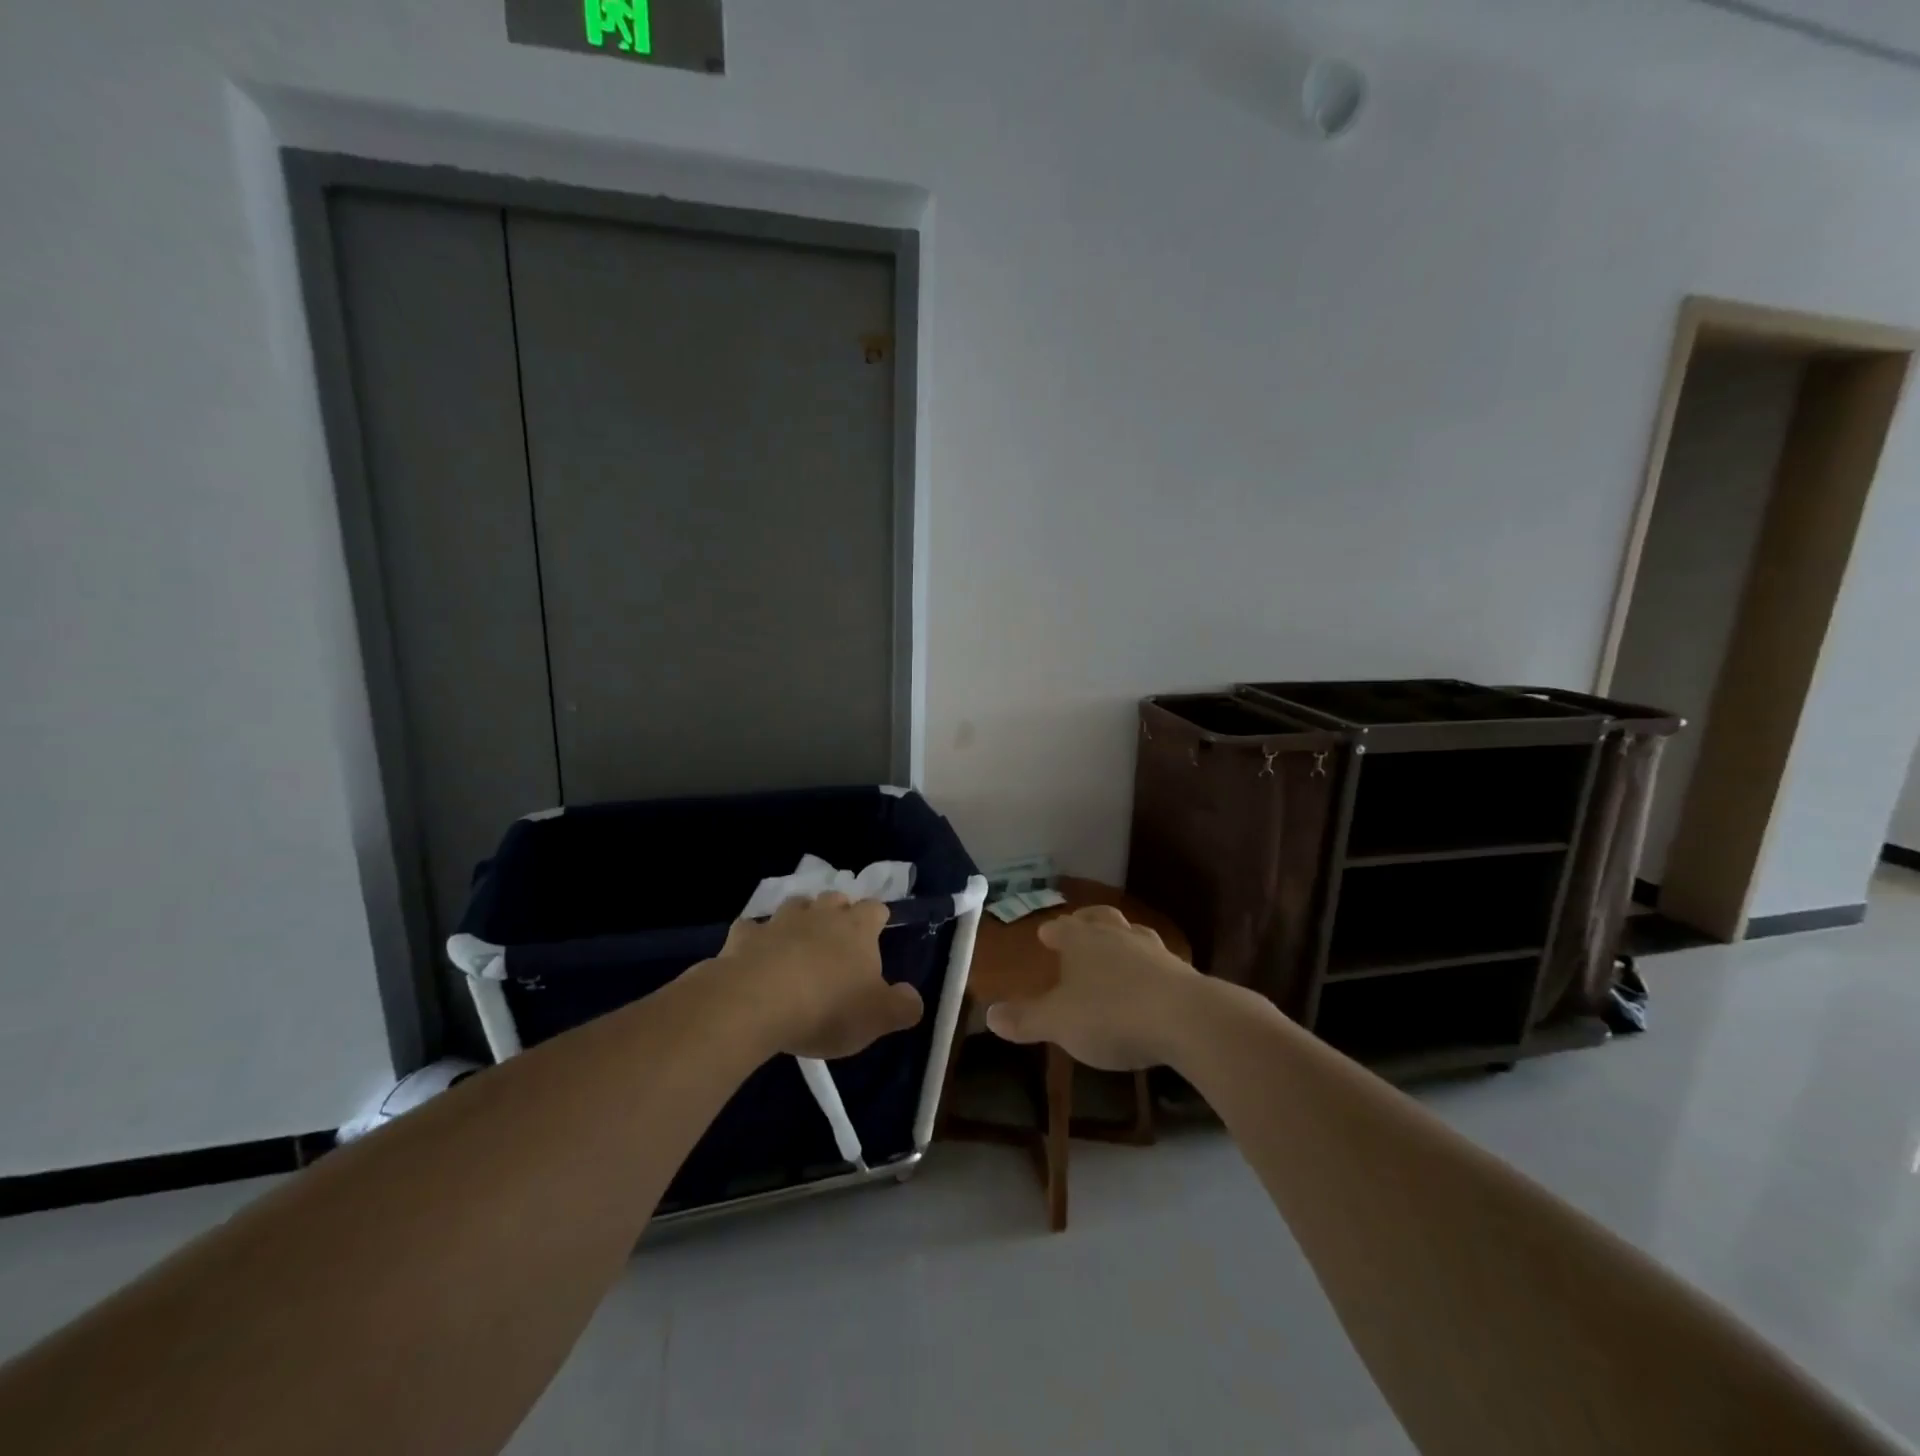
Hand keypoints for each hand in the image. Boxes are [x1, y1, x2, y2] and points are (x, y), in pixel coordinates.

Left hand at [717, 892, 924, 1059]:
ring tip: (799, 940)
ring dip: (799, 918)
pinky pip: (751, 929)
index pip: (875, 909)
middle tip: (838, 938)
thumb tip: (912, 997)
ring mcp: (780, 921)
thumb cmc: (827, 1008)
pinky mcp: (744, 936)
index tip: (876, 934)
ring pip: (795, 905)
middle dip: (838, 911)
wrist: (756, 1003)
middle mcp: (820, 915)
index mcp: (857, 928)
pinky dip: (755, 938)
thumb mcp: (878, 1017)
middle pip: (834, 898)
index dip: (877, 919)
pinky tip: (755, 954)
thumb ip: (903, 1006)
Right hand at [985, 905, 1199, 1069]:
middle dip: (1087, 921)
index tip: (1045, 934)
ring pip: (1132, 934)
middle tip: (1079, 924)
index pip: (1063, 928)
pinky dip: (1148, 966)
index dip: (1053, 932)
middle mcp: (1117, 936)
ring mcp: (1153, 951)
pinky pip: (1158, 961)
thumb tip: (989, 1015)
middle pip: (1100, 919)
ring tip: (1116, 949)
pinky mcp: (1182, 973)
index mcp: (1082, 941)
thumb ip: (1025, 1019)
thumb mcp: (1058, 1022)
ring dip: (1121, 939)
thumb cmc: (1110, 1014)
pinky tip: (1148, 981)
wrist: (1185, 1020)